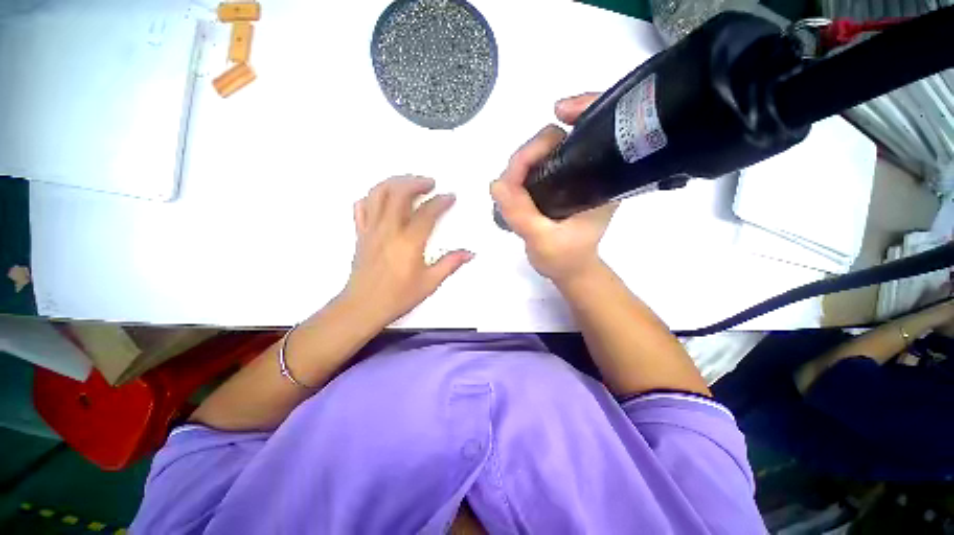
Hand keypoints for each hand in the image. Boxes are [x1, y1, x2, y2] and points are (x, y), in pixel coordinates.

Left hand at [343, 176, 472, 325]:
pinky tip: (381, 198)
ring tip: (408, 183)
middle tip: (429, 183)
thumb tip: (469, 253)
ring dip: (394, 182)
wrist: (363, 307)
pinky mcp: (360, 234)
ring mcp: (371, 230)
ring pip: (378, 193)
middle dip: (416, 182)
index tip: (449, 197)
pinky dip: (372, 197)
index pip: (427, 212)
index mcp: (409, 242)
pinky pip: (362, 207)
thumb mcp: (430, 283)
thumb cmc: (397, 297)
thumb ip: (450, 264)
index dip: (441, 201)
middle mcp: (388, 230)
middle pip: (399, 193)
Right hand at [490, 93, 617, 283]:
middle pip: (558, 139)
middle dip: (530, 152)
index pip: (595, 130)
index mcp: (601, 181)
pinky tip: (512, 187)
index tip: (557, 112)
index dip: (581, 109)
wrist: (569, 269)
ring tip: (510, 189)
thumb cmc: (565, 259)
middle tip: (511, 180)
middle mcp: (589, 171)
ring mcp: (570, 177)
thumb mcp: (543, 240)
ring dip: (520, 164)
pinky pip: (534, 166)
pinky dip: (520, 171)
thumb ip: (521, 214)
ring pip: (541, 152)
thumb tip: (496, 183)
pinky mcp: (555, 184)